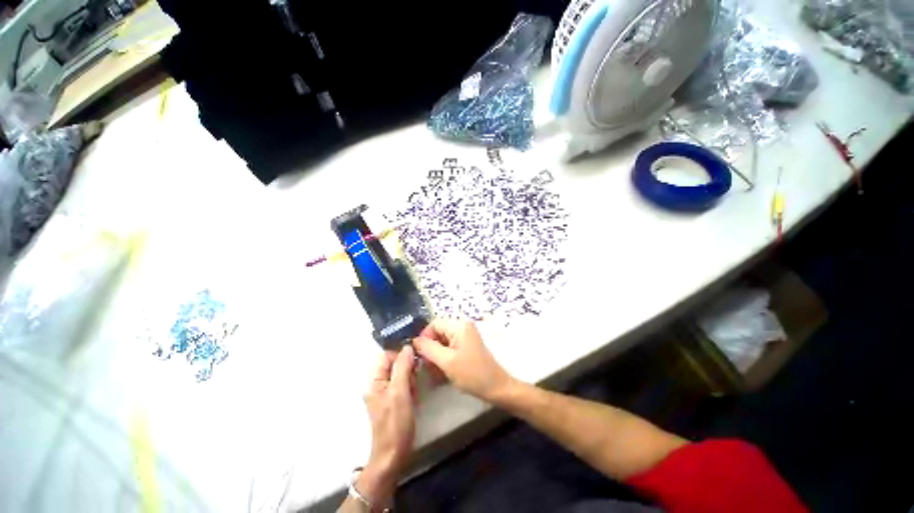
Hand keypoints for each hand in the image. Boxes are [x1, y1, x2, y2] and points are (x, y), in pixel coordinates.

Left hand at [360, 346, 416, 505]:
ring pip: (402, 374)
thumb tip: (407, 347)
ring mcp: (386, 393)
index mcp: (375, 381)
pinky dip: (411, 388)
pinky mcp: (394, 400)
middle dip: (407, 368)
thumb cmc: (395, 423)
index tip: (414, 361)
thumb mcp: (399, 392)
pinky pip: (404, 385)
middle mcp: (379, 384)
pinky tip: (414, 397)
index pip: (387, 355)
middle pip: (395, 364)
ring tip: (414, 392)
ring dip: (410, 379)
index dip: (401, 355)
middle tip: (414, 381)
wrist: (393, 455)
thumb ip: (403, 367)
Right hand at [413, 319, 513, 402]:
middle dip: (430, 349)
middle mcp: (462, 327)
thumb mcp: (447, 361)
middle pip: (438, 333)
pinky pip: (450, 348)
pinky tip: (442, 373)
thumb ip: (428, 348)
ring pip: (442, 342)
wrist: (496, 387)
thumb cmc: (472, 374)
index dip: (425, 337)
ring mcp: (465, 336)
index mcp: (459, 325)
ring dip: (436, 356)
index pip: (434, 324)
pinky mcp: (467, 346)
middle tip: (427, 366)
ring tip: (434, 372)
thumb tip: (414, 340)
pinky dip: (443, 359)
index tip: (420, 355)